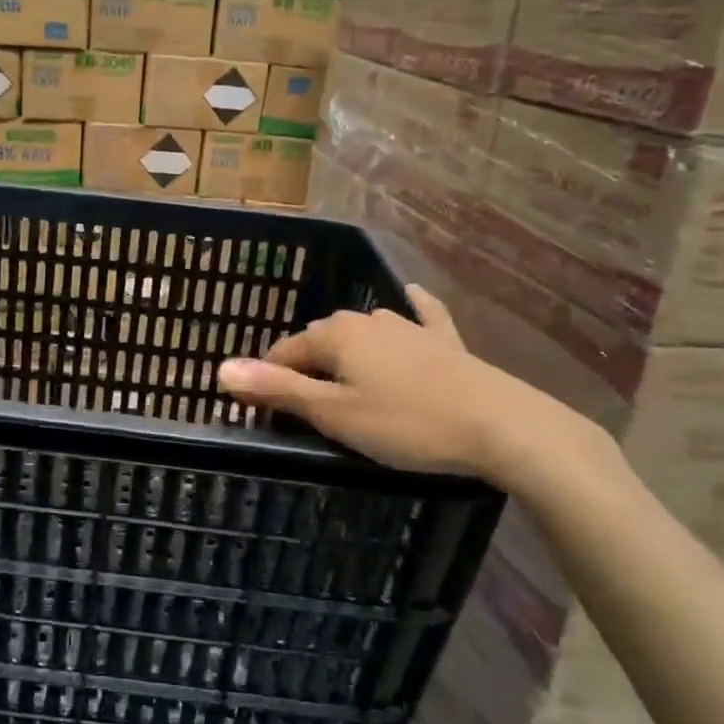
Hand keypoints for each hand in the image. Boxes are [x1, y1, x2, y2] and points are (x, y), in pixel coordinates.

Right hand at [218, 284, 597, 485]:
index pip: (286, 351)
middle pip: (321, 341)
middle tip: (306, 409)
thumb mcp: (334, 414)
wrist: (503, 426)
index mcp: (336, 334)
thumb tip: (221, 368)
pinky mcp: (445, 340)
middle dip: (306, 368)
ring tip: (344, 385)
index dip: (270, 380)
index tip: (266, 412)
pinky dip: (410, 312)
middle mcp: (367, 319)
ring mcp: (409, 326)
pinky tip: (411, 297)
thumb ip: (277, 389)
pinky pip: (419, 318)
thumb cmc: (407, 424)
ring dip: (346, 354)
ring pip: (363, 334)